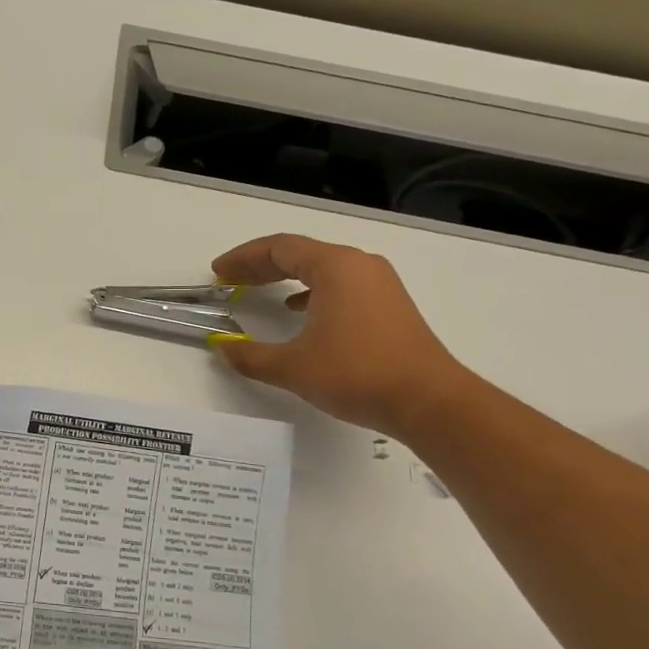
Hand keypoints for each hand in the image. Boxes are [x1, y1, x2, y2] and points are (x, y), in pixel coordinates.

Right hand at [209, 232, 470, 437]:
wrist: (429, 401)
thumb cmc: (357, 374)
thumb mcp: (293, 367)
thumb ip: (250, 356)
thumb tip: (222, 349)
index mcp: (334, 267)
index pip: (278, 247)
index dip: (243, 258)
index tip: (218, 272)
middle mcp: (358, 265)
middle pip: (299, 253)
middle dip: (260, 264)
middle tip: (230, 279)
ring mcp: (378, 283)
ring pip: (321, 268)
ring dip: (285, 276)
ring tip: (257, 290)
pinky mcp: (389, 304)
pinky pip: (339, 284)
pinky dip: (311, 290)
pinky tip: (297, 309)